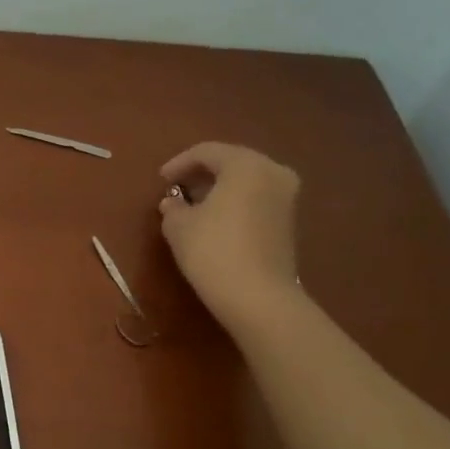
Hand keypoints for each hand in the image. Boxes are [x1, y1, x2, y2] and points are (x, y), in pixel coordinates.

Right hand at [157, 142, 301, 331]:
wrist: (257, 296)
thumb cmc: (212, 251)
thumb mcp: (179, 226)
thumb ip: (173, 206)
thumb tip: (174, 202)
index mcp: (246, 165)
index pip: (207, 152)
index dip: (179, 163)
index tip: (160, 180)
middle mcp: (273, 172)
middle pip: (231, 162)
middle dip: (201, 174)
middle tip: (177, 188)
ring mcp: (286, 197)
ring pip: (246, 181)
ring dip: (219, 188)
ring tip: (193, 205)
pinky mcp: (288, 220)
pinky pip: (256, 198)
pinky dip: (234, 202)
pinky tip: (214, 219)